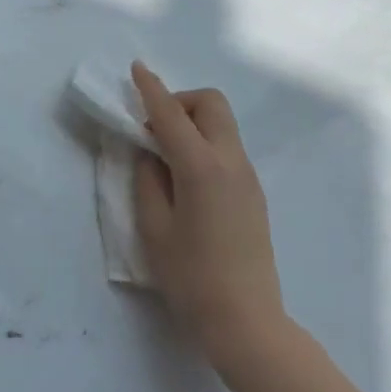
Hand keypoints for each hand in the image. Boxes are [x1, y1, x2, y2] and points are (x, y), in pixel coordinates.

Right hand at [130, 62, 285, 373]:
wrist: (247, 322)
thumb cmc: (191, 278)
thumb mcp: (154, 228)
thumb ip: (148, 180)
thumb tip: (150, 153)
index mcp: (201, 167)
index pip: (171, 114)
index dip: (151, 89)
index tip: (136, 69)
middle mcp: (230, 162)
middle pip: (210, 104)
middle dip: (180, 102)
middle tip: (153, 131)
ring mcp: (247, 177)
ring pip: (221, 125)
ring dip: (192, 124)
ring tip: (165, 158)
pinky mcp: (253, 193)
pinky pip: (227, 148)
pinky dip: (204, 144)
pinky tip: (186, 179)